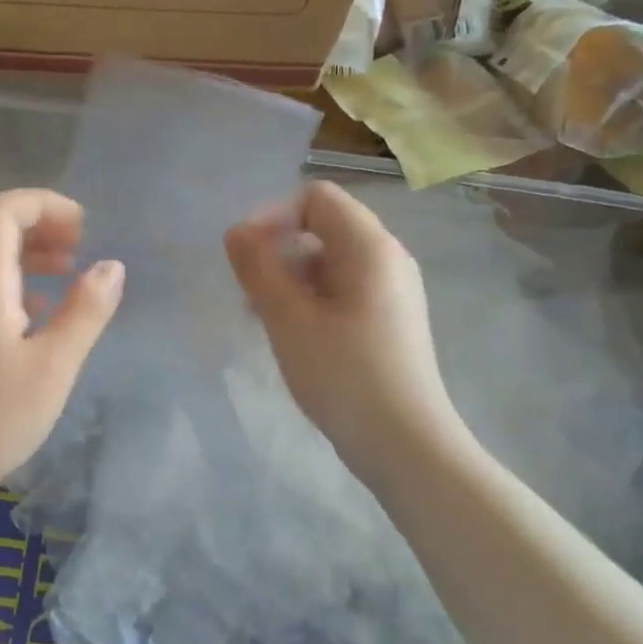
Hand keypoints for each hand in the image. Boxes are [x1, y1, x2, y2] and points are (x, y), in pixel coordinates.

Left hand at [0, 188, 123, 499]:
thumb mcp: (53, 366)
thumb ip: (85, 311)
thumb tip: (111, 265)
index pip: (3, 210)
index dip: (45, 204)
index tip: (84, 227)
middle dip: (38, 225)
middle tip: (80, 246)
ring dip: (26, 255)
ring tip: (67, 273)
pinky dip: (12, 284)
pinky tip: (38, 317)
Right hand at [224, 180, 468, 485]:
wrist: (406, 445)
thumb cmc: (345, 376)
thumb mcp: (288, 320)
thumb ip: (258, 269)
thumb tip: (236, 231)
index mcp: (370, 247)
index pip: (315, 198)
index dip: (274, 218)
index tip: (246, 258)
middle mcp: (387, 259)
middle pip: (323, 227)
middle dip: (279, 251)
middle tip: (252, 294)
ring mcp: (392, 291)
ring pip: (330, 262)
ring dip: (291, 279)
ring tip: (266, 320)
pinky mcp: (388, 320)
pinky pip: (342, 290)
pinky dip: (312, 300)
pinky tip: (294, 336)